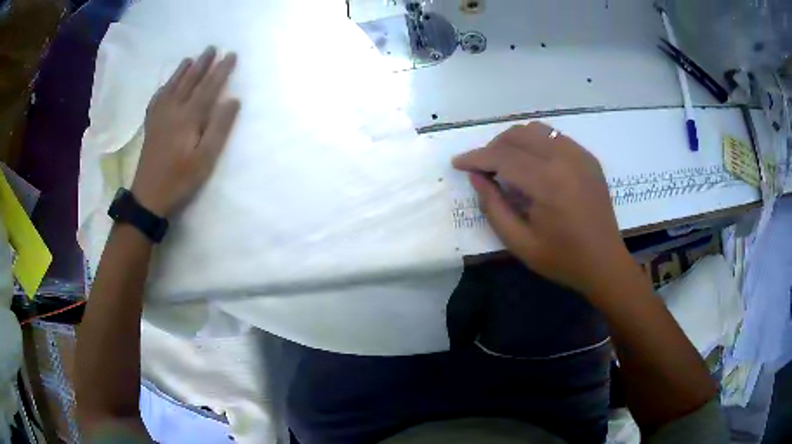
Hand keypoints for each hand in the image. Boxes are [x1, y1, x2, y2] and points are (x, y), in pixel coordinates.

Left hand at [131, 46, 239, 217]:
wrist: (148, 197)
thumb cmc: (180, 180)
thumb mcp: (205, 159)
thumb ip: (219, 128)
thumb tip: (233, 99)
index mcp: (188, 117)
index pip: (208, 87)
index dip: (221, 70)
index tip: (231, 54)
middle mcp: (173, 110)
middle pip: (189, 81)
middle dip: (202, 64)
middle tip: (211, 48)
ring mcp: (159, 117)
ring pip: (172, 86)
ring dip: (183, 71)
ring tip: (190, 58)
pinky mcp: (150, 126)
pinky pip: (157, 99)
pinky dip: (164, 87)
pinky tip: (166, 85)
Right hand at [453, 122, 635, 297]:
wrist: (605, 263)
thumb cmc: (562, 259)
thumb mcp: (520, 243)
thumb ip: (493, 207)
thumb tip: (476, 177)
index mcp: (548, 183)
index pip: (503, 156)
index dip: (476, 157)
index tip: (458, 163)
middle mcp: (564, 159)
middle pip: (518, 135)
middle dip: (493, 147)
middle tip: (482, 167)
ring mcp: (580, 155)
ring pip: (536, 130)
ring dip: (514, 141)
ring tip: (505, 162)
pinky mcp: (588, 158)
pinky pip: (555, 137)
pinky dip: (536, 143)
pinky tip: (532, 162)